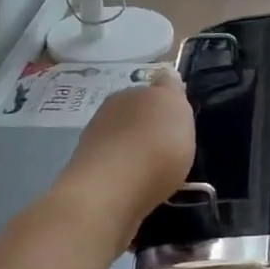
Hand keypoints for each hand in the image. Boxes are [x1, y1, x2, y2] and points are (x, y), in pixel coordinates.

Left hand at [60, 68, 196, 225]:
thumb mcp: (175, 108)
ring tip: (158, 172)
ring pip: (123, 144)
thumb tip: (166, 74)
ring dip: (137, 154)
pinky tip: (141, 188)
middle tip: (172, 147)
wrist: (111, 194)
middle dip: (150, 128)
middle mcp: (107, 115)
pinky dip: (128, 176)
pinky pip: (117, 171)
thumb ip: (171, 90)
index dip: (166, 102)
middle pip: (134, 117)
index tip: (180, 120)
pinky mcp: (90, 179)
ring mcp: (94, 147)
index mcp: (129, 94)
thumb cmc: (153, 145)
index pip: (150, 90)